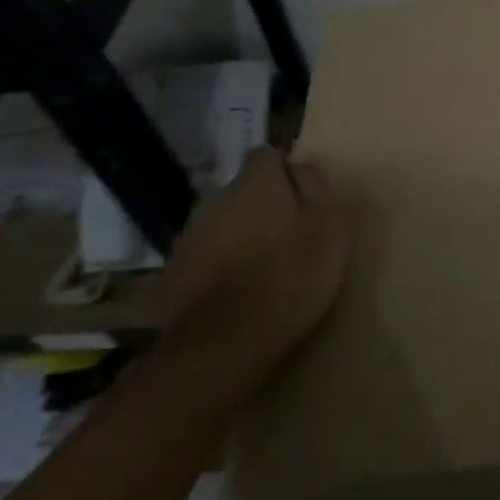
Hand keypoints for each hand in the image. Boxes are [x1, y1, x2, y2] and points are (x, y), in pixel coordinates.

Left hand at [156, 147, 350, 391]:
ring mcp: (189, 237)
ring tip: (263, 266)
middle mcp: (216, 199)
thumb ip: (315, 187)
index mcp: (255, 183)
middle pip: (242, 190)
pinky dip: (219, 264)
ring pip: (222, 222)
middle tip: (289, 234)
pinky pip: (204, 256)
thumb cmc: (290, 277)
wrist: (223, 345)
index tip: (303, 197)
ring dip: (239, 234)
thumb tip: (302, 161)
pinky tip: (236, 291)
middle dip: (262, 204)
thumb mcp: (327, 227)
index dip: (285, 171)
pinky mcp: (172, 274)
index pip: (266, 155)